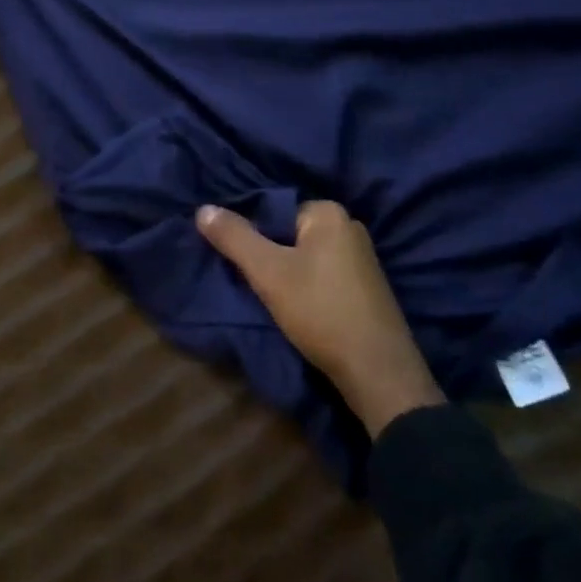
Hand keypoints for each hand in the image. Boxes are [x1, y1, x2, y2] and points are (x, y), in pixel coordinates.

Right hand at [197, 201, 443, 435]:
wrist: (378, 372)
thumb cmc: (320, 311)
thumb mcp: (267, 272)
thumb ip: (234, 237)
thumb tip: (203, 208)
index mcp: (329, 213)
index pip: (274, 210)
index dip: (252, 235)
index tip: (242, 263)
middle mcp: (350, 226)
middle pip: (290, 234)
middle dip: (270, 255)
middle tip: (255, 282)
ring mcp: (363, 259)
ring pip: (306, 257)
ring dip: (287, 274)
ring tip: (275, 299)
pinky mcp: (368, 288)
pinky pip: (324, 275)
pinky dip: (308, 287)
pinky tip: (301, 310)